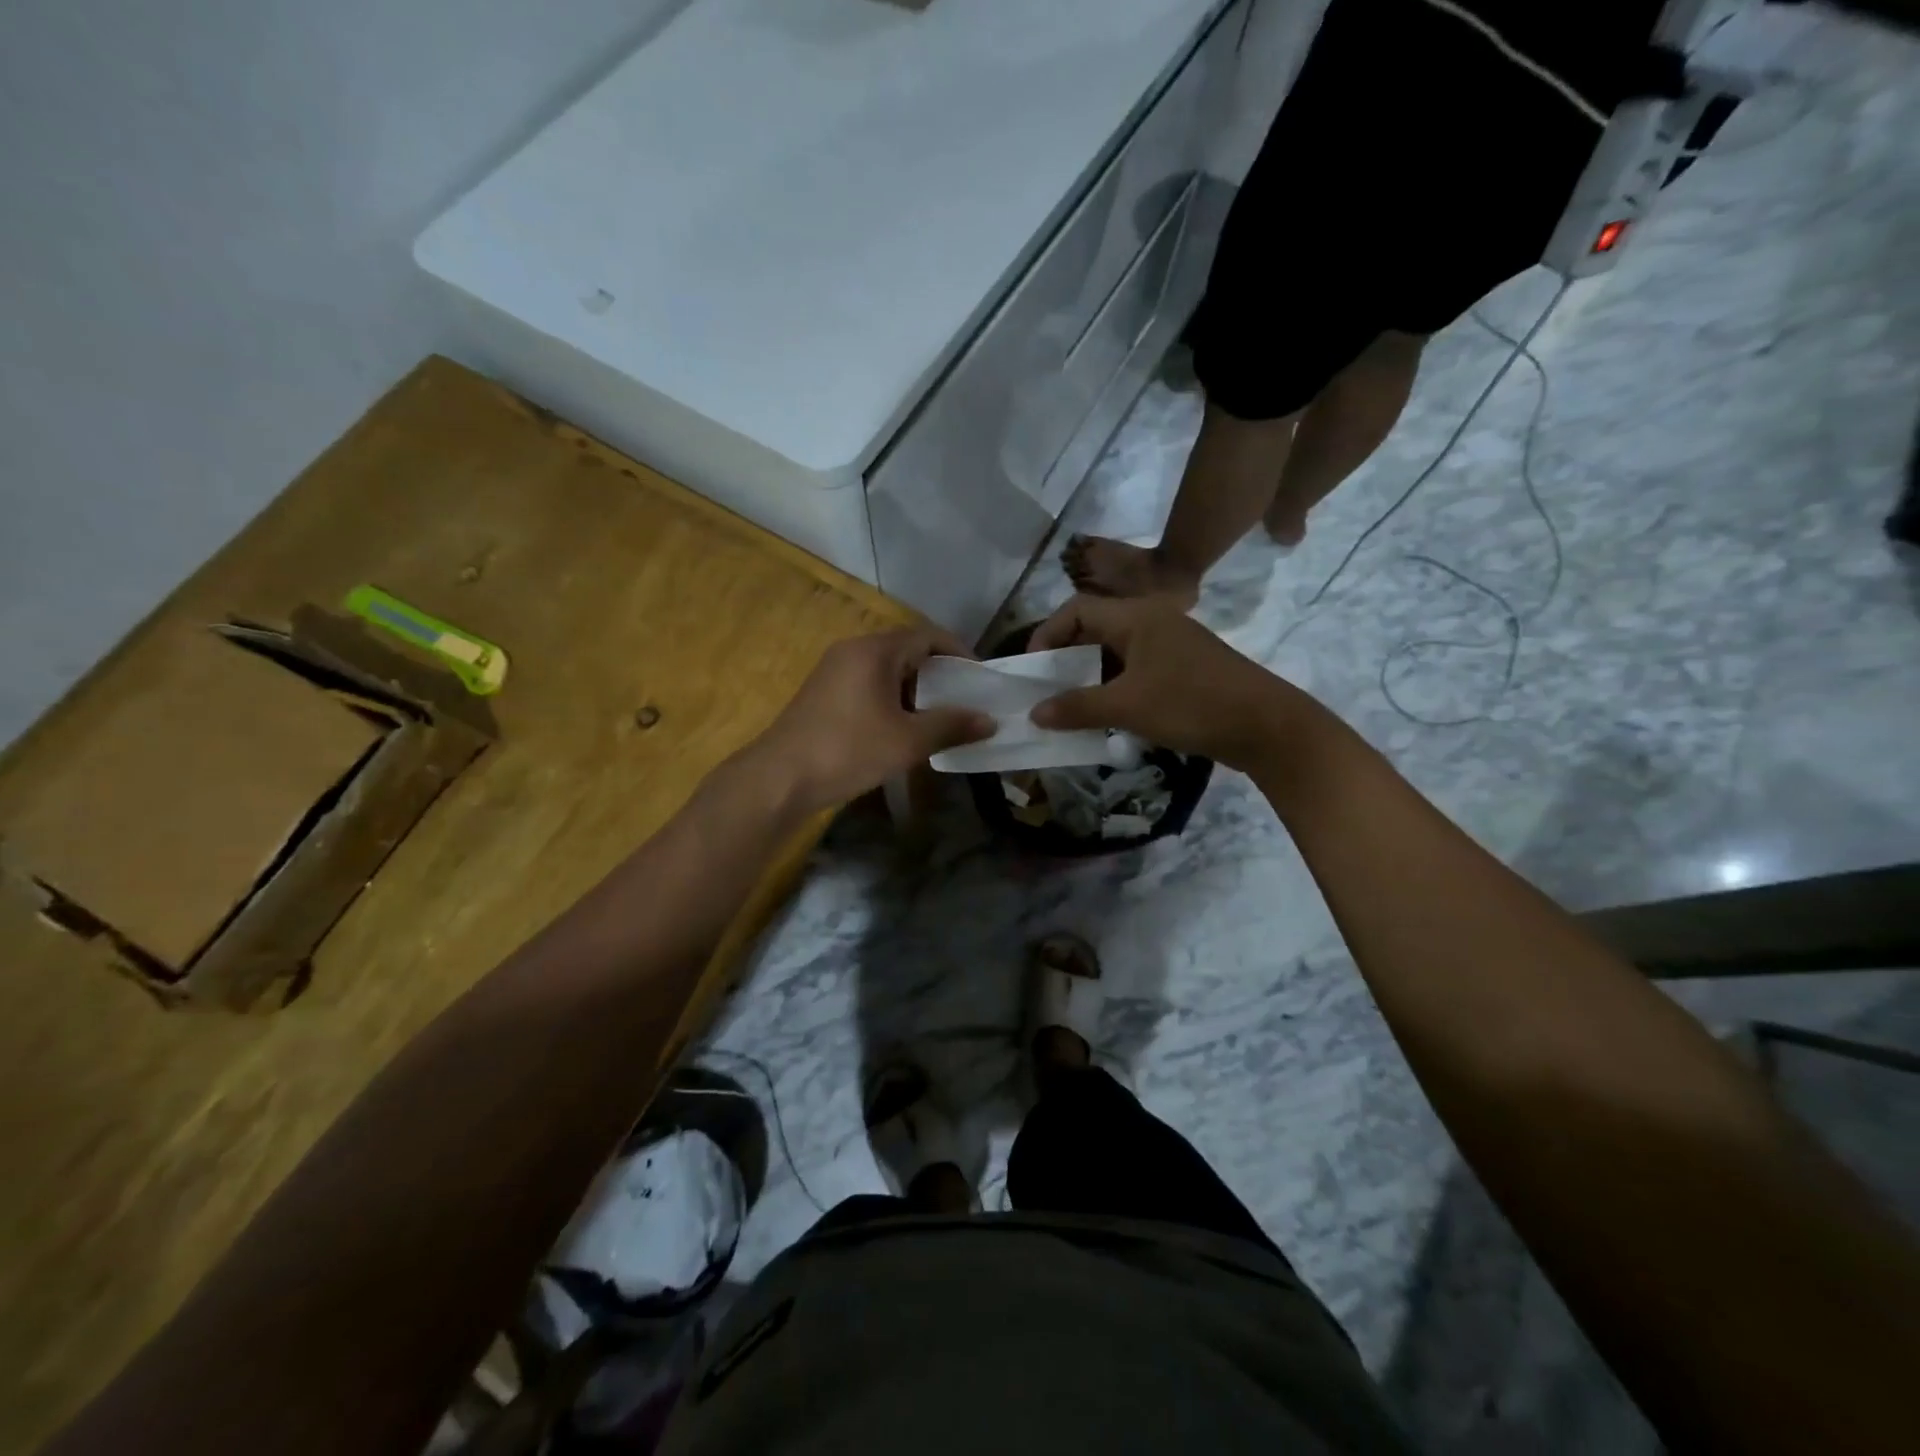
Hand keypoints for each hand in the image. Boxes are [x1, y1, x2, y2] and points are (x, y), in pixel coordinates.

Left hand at [749, 626, 994, 810]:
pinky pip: (868, 683)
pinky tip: (902, 727)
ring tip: (939, 717)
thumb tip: (990, 721)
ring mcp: (834, 670)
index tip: (980, 678)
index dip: (959, 652)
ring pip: (887, 669)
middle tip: (964, 699)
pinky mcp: (823, 693)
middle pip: (907, 649)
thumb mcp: (907, 741)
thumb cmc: (848, 751)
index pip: (927, 635)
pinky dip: (893, 698)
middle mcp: (853, 650)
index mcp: (874, 651)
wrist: (779, 778)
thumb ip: (951, 726)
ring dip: (916, 688)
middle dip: (939, 673)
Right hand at [1028, 596, 1304, 770]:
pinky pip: (1135, 670)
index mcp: (1137, 616)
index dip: (1047, 633)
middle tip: (1045, 689)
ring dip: (1089, 676)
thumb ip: (1077, 707)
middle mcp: (1152, 621)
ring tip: (1068, 705)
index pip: (1077, 609)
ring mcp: (1170, 645)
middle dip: (1065, 657)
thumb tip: (1034, 713)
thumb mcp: (1128, 706)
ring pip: (1115, 652)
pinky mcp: (1183, 669)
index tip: (1031, 668)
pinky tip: (1105, 715)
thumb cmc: (1192, 704)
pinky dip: (1113, 687)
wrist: (1266, 726)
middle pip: (1095, 628)